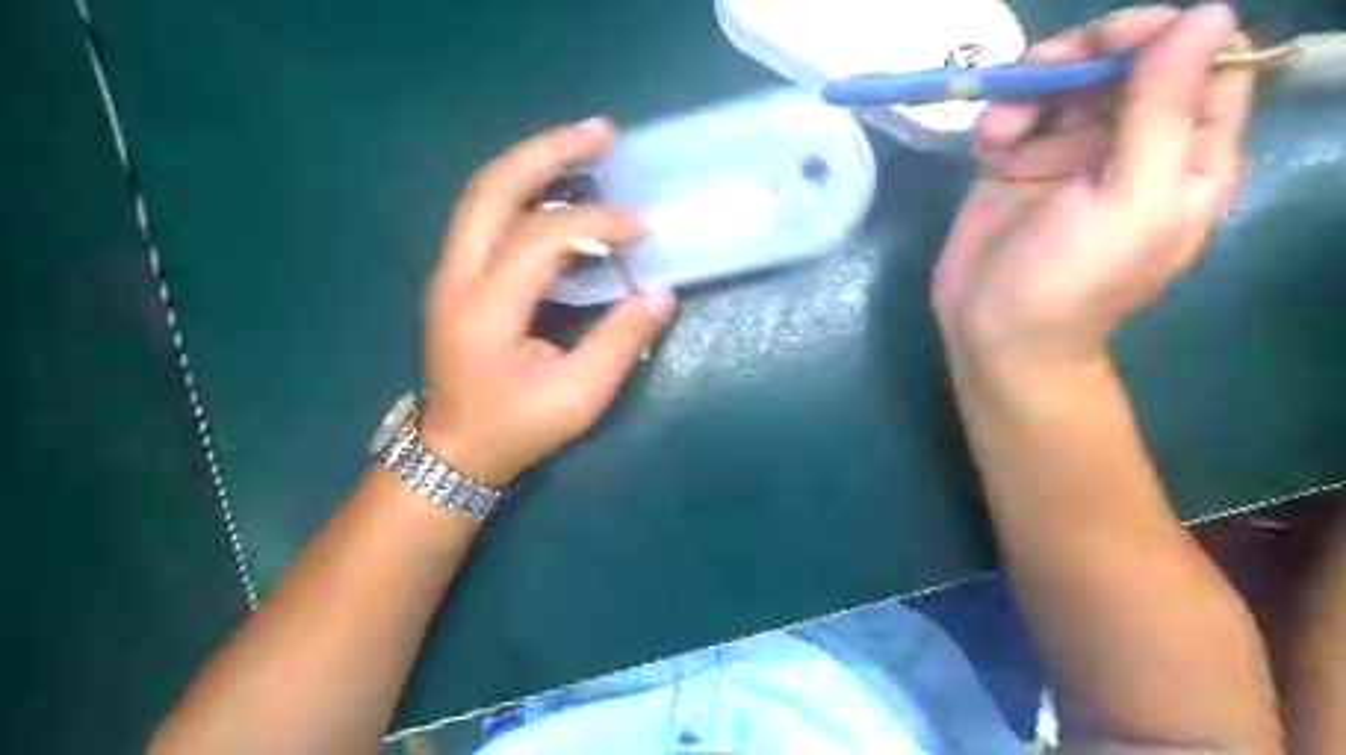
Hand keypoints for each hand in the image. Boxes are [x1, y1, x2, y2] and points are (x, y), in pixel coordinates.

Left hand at [419, 119, 672, 482]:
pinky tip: (559, 190)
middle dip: (549, 150)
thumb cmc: (516, 428)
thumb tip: (659, 294)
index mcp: (486, 309)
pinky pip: (487, 214)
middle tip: (602, 132)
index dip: (596, 223)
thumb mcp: (578, 398)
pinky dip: (524, 191)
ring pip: (483, 193)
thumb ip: (620, 342)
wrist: (455, 450)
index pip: (541, 237)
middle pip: (493, 187)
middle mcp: (456, 276)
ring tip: (584, 147)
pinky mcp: (456, 276)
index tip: (640, 230)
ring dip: (533, 162)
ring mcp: (449, 272)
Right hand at [938, 2, 1249, 365]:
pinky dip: (998, 116)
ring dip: (1029, 87)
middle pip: (1124, 62)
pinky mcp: (1013, 166)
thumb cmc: (1070, 283)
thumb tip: (1205, 15)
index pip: (1202, 62)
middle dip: (1082, 57)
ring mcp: (1066, 155)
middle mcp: (1129, 146)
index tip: (1108, 49)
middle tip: (1039, 72)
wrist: (995, 334)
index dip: (1162, 38)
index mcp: (1184, 155)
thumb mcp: (1130, 204)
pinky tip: (983, 143)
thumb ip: (1165, 115)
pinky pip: (1014, 116)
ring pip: (1063, 83)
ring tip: (997, 127)